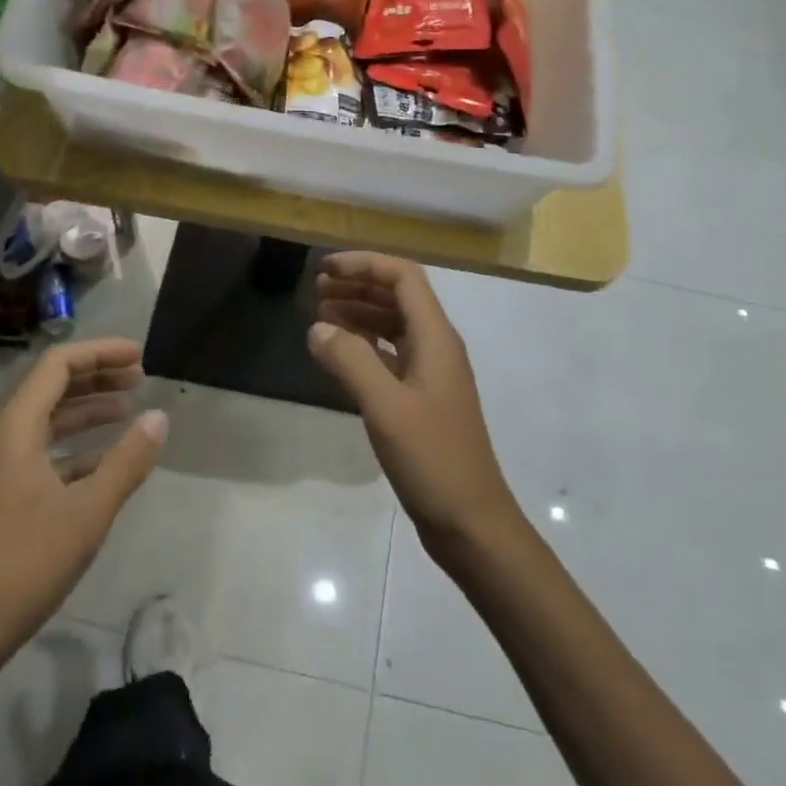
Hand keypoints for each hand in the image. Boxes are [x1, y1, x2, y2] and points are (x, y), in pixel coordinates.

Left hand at [0, 338, 165, 673]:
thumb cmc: (23, 566)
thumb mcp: (87, 512)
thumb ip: (127, 461)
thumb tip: (159, 417)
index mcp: (13, 430)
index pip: (57, 365)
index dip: (100, 353)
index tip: (140, 356)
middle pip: (50, 388)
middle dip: (96, 377)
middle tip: (139, 377)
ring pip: (45, 422)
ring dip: (85, 411)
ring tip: (127, 410)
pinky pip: (39, 453)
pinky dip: (73, 447)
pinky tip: (103, 462)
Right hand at [307, 253, 521, 560]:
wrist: (470, 521)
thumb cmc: (432, 459)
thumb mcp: (386, 407)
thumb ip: (350, 361)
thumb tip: (317, 327)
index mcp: (436, 338)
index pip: (404, 277)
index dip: (364, 265)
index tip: (324, 270)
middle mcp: (436, 347)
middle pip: (397, 297)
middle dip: (357, 285)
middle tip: (314, 290)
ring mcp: (430, 374)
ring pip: (392, 326)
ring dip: (358, 314)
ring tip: (319, 316)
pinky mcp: (420, 399)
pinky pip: (390, 355)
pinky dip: (363, 345)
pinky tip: (338, 354)